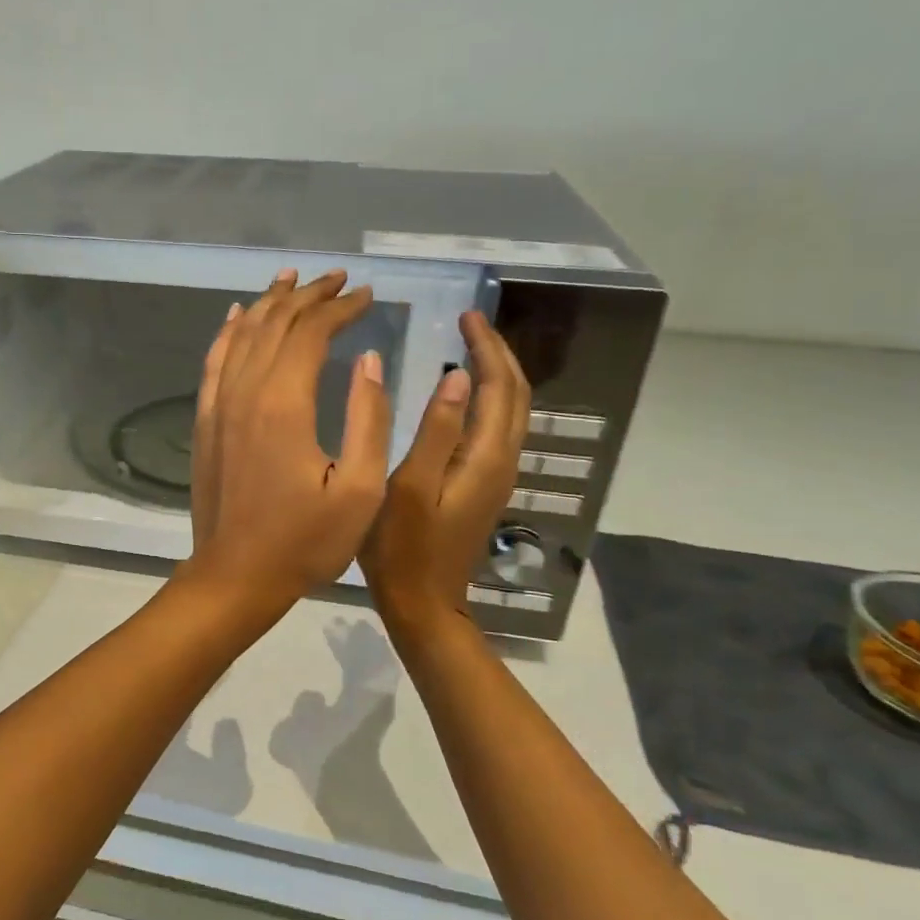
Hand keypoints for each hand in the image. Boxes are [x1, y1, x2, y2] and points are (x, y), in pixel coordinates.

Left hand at [186, 269, 391, 612]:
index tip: (367, 297)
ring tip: (292, 279)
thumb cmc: (305, 542)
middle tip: (338, 280)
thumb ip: (368, 418)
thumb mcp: (359, 490)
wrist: (235, 576)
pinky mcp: (205, 421)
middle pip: (275, 323)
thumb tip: (368, 359)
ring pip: (242, 335)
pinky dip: (228, 332)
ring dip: (269, 303)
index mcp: (285, 404)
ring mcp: (218, 405)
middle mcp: (245, 392)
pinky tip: (238, 316)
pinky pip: (214, 362)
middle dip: (309, 296)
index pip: (312, 333)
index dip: (341, 309)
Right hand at [360, 310, 530, 637]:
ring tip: (470, 348)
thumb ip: (436, 433)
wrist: (423, 603)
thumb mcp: (410, 488)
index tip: (466, 316)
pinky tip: (466, 395)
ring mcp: (497, 476)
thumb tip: (456, 379)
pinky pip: (498, 428)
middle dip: (498, 353)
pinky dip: (489, 399)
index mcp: (486, 458)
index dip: (486, 347)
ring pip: (511, 411)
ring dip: (497, 374)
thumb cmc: (403, 548)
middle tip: (469, 323)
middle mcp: (503, 461)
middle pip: (516, 395)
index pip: (500, 387)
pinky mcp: (485, 486)